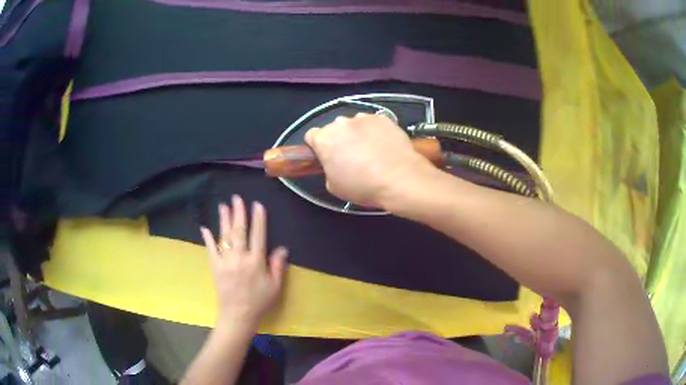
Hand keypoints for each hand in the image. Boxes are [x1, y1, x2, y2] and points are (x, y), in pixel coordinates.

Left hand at [200, 195, 287, 330]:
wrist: (238, 316)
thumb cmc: (259, 302)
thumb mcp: (275, 286)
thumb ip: (278, 266)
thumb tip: (282, 248)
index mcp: (256, 261)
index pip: (258, 235)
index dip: (258, 219)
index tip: (257, 204)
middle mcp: (240, 257)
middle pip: (239, 231)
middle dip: (238, 213)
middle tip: (236, 198)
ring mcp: (225, 261)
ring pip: (224, 236)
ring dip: (223, 220)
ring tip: (223, 206)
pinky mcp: (215, 267)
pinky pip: (210, 250)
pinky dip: (207, 238)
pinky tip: (204, 228)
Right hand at [305, 113, 434, 207]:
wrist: (400, 179)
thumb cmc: (363, 186)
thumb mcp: (334, 186)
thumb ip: (328, 169)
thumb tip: (334, 163)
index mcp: (324, 139)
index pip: (311, 136)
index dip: (317, 147)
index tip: (326, 156)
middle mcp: (341, 123)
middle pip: (334, 128)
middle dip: (338, 139)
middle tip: (350, 156)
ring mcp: (363, 118)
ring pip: (354, 123)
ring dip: (357, 133)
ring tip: (371, 150)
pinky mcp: (383, 118)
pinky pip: (373, 123)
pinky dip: (375, 131)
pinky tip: (384, 145)